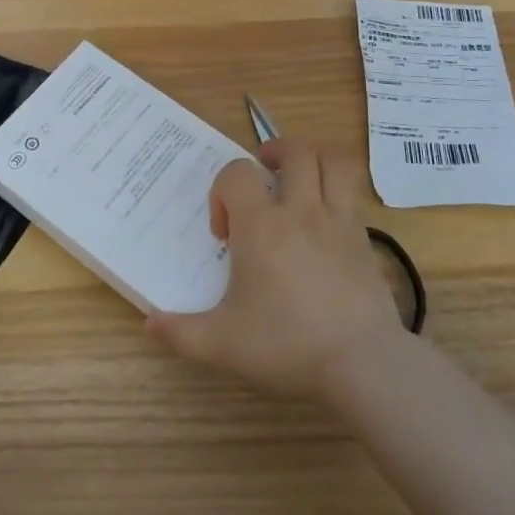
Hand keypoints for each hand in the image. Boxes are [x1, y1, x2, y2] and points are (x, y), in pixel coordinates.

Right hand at [146, 139, 408, 406]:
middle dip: (274, 153)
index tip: (225, 233)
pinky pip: (353, 196)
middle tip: (263, 177)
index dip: (223, 191)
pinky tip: (325, 223)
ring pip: (333, 163)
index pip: (237, 173)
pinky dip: (337, 195)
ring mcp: (339, 221)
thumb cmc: (286, 345)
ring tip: (299, 179)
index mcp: (260, 226)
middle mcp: (301, 210)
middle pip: (295, 151)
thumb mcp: (222, 345)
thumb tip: (149, 323)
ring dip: (313, 161)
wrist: (363, 364)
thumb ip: (181, 332)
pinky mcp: (365, 240)